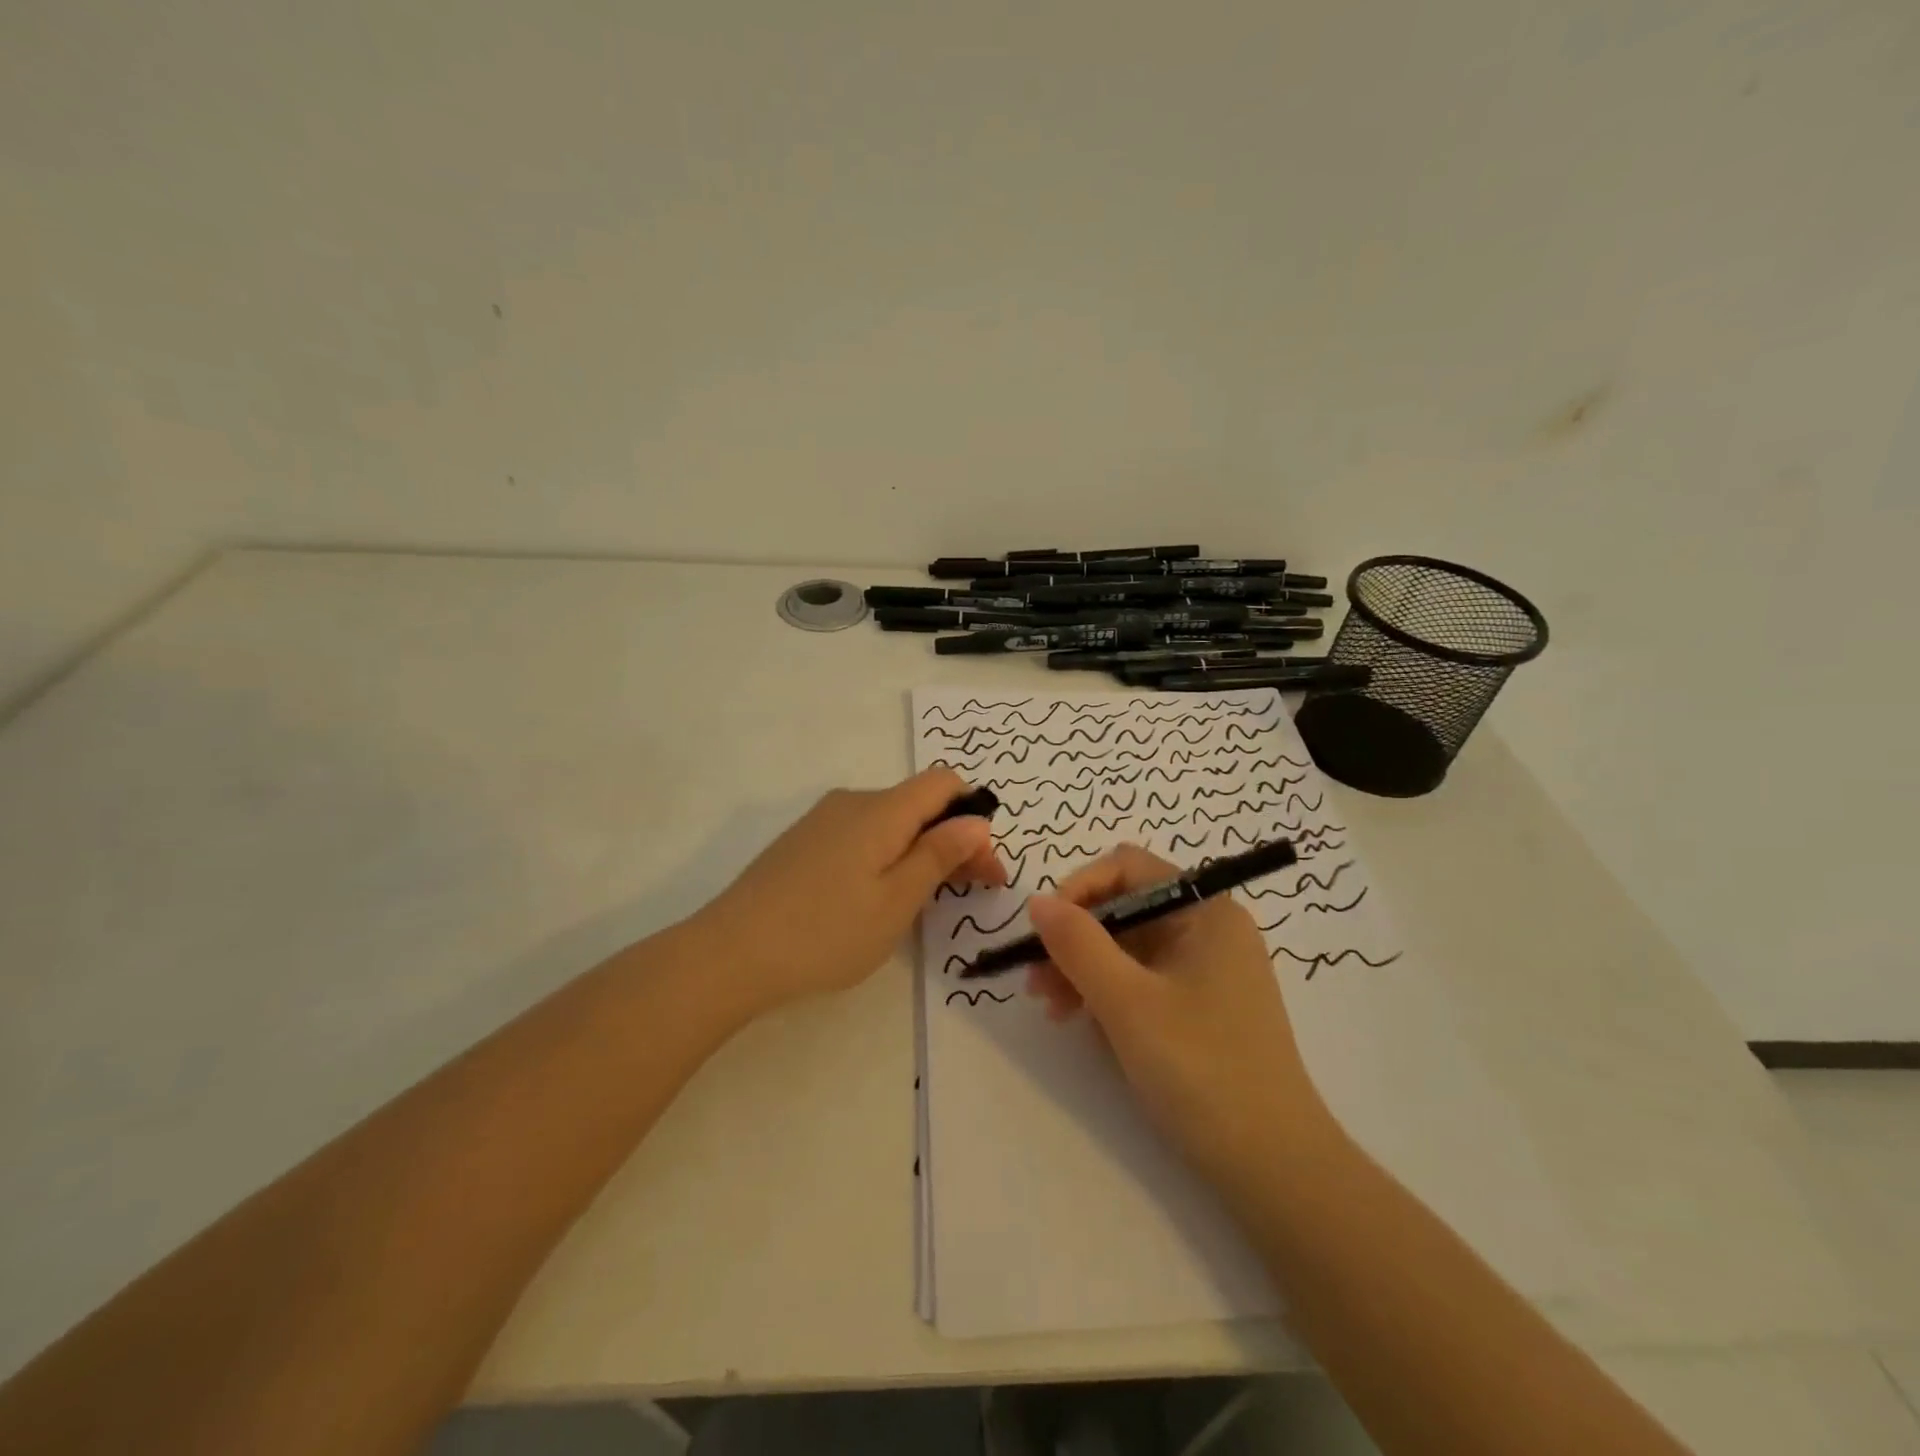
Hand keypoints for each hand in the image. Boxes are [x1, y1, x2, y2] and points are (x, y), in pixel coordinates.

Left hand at [693, 768, 1005, 1014]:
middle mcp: (852, 801)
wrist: (730, 953)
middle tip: (973, 891)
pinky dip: (886, 857)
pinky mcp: (803, 843)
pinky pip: (860, 836)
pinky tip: (877, 897)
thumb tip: (976, 820)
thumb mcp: (897, 900)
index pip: (943, 782)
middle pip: (918, 804)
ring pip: (889, 822)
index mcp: (881, 809)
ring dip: (920, 851)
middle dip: (952, 840)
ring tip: (925, 901)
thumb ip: (939, 854)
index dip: (973, 816)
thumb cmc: (826, 931)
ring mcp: (822, 821)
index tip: (986, 866)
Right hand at [1024, 845, 1331, 1184]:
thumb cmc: (1202, 1070)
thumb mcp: (1127, 1002)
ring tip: (1053, 1011)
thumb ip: (1077, 944)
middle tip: (1036, 983)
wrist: (1274, 1169)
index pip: (1128, 868)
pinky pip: (1142, 981)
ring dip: (1084, 970)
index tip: (1045, 931)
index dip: (1080, 889)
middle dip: (1075, 939)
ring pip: (1128, 948)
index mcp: (1205, 911)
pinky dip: (1108, 995)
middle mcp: (1208, 930)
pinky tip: (1086, 1026)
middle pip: (1125, 909)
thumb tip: (1037, 901)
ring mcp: (1206, 971)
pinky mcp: (1200, 1008)